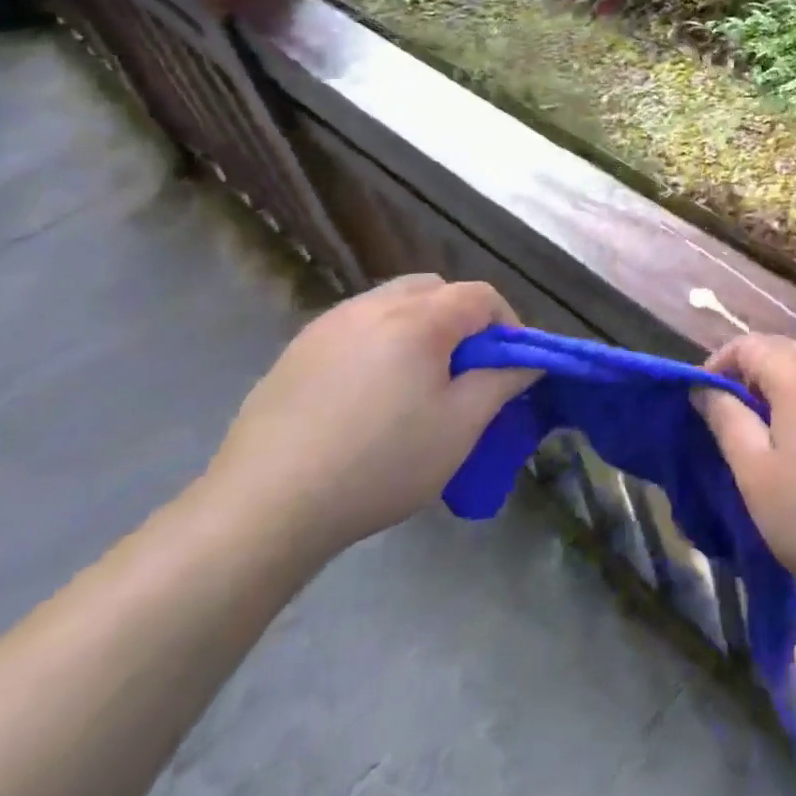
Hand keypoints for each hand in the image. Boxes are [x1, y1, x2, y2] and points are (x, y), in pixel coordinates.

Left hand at [204, 275, 538, 557]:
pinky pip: (356, 326)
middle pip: (435, 289)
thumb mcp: (459, 427)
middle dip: (462, 319)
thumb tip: (529, 360)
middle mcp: (373, 305)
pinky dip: (380, 342)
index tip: (510, 365)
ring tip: (417, 381)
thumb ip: (501, 382)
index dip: (507, 324)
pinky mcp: (297, 350)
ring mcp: (329, 324)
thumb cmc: (380, 463)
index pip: (480, 296)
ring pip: (392, 303)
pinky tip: (369, 394)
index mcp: (418, 319)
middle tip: (465, 369)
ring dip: (420, 327)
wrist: (265, 505)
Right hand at [696, 335, 795, 614]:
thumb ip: (726, 420)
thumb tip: (703, 388)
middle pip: (784, 350)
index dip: (718, 363)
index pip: (749, 344)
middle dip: (751, 372)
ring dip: (784, 387)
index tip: (701, 398)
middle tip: (731, 414)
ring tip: (768, 431)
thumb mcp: (755, 473)